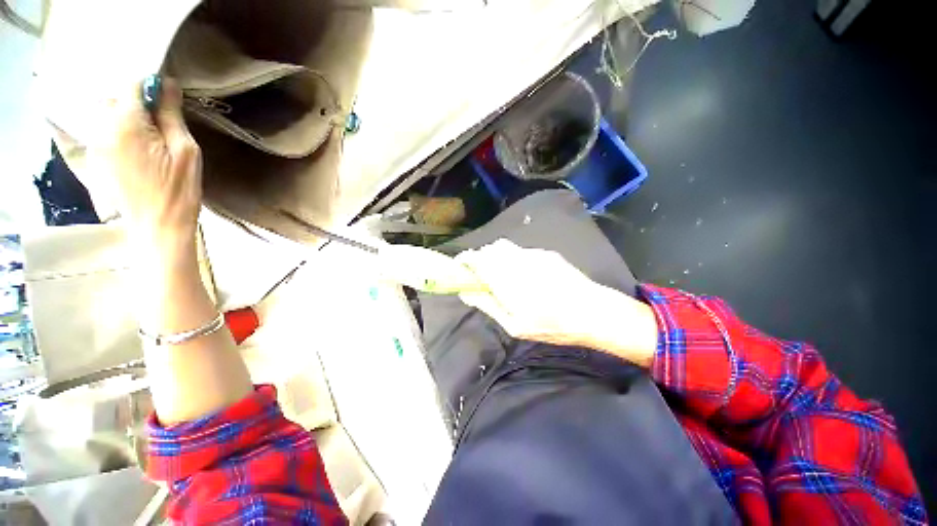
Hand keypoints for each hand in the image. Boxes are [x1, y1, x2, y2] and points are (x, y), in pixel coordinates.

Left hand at [96, 78, 201, 261]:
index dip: (151, 86)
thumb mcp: (185, 151)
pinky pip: (96, 131)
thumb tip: (167, 83)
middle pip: (113, 97)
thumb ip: (171, 114)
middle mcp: (101, 128)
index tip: (168, 99)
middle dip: (134, 100)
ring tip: (146, 134)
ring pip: (102, 113)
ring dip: (122, 114)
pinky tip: (129, 144)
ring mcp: (93, 145)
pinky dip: (110, 128)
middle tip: (159, 120)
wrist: (158, 227)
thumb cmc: (178, 191)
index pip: (131, 85)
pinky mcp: (92, 159)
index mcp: (125, 124)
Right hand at [456, 240, 657, 367]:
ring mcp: (532, 254)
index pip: (476, 258)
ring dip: (497, 258)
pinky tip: (525, 276)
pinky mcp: (545, 253)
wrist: (592, 312)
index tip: (461, 269)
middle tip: (483, 278)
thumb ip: (488, 305)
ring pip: (505, 247)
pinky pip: (521, 251)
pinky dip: (513, 259)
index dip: (464, 260)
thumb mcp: (514, 325)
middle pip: (490, 249)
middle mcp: (516, 260)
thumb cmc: (551, 325)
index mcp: (506, 279)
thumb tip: (466, 293)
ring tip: (503, 277)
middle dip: (481, 260)